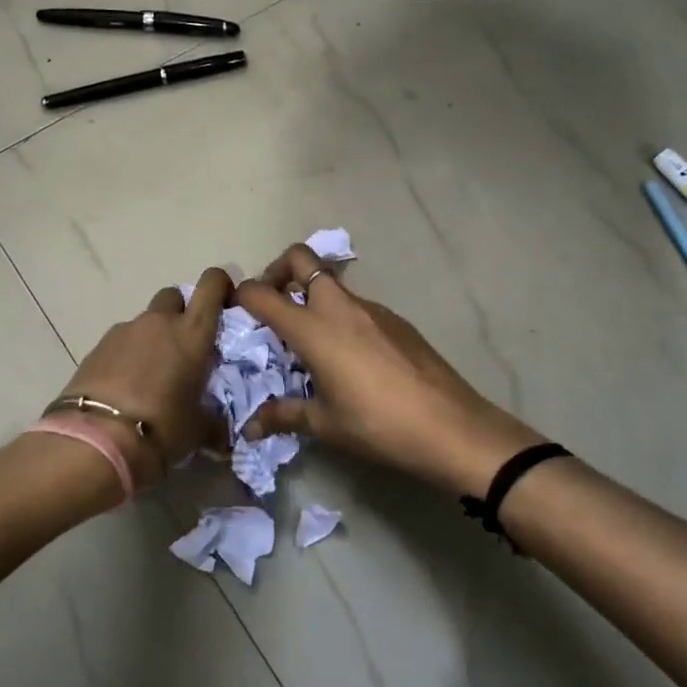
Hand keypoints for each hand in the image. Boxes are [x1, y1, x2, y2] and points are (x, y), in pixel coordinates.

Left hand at [54, 269, 232, 488]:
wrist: (95, 441)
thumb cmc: (161, 430)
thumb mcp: (198, 430)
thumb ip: (213, 420)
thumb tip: (220, 432)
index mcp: (192, 333)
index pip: (211, 285)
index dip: (219, 285)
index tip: (224, 301)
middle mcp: (159, 322)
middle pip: (174, 296)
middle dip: (182, 311)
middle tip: (185, 344)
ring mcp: (124, 331)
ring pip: (146, 320)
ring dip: (154, 337)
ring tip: (152, 374)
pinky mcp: (97, 347)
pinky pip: (122, 341)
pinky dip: (128, 354)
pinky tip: (126, 385)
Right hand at [233, 245, 543, 498]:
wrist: (451, 427)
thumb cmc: (378, 425)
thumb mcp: (325, 424)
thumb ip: (283, 416)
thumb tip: (248, 428)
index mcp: (313, 328)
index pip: (263, 294)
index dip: (242, 294)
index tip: (235, 308)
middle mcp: (339, 307)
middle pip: (301, 258)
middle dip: (278, 271)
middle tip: (274, 304)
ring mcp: (372, 308)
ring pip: (331, 282)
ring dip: (311, 295)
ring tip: (311, 340)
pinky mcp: (396, 319)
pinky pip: (356, 304)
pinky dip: (341, 315)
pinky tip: (351, 355)